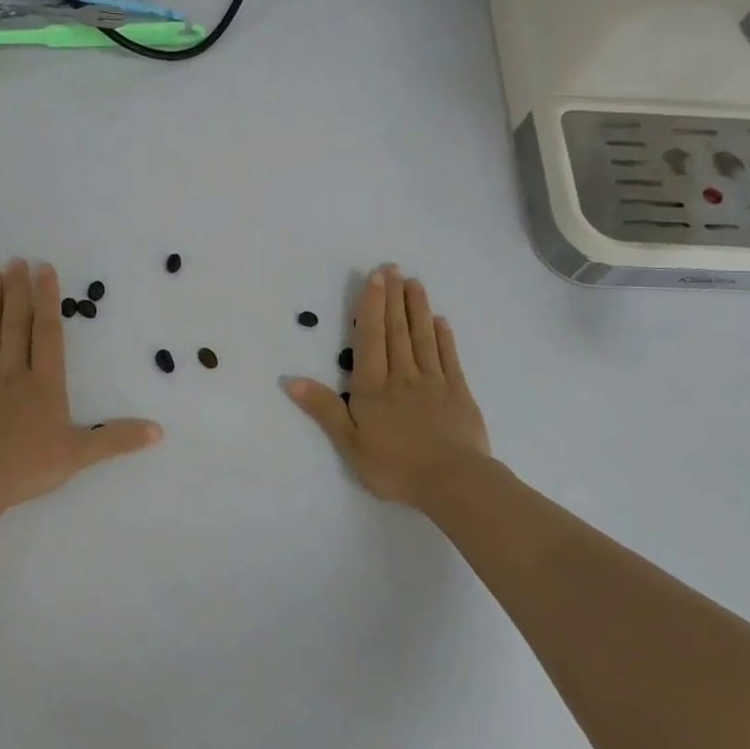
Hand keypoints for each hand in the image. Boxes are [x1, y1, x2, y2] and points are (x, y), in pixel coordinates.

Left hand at [0, 260, 161, 514]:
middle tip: (15, 260)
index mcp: (44, 384)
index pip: (48, 334)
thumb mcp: (80, 454)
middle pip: (16, 325)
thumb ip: (117, 439)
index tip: (44, 269)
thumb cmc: (28, 466)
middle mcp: (12, 372)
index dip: (48, 300)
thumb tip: (159, 431)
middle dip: (18, 292)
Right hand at [285, 265, 491, 507]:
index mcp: (373, 387)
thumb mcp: (350, 443)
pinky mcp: (458, 392)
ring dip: (417, 308)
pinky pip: (449, 357)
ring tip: (414, 283)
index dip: (371, 306)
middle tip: (393, 267)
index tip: (375, 278)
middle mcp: (402, 376)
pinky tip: (441, 320)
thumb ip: (324, 409)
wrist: (453, 481)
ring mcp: (433, 381)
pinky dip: (444, 336)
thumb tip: (291, 380)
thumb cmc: (395, 466)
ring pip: (422, 337)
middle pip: (396, 330)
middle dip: (393, 297)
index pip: (370, 339)